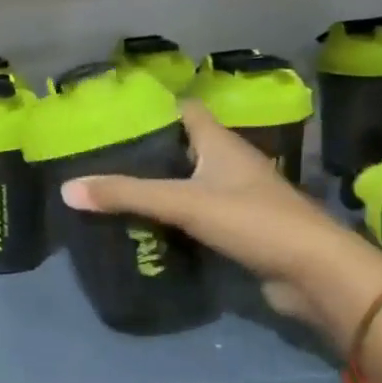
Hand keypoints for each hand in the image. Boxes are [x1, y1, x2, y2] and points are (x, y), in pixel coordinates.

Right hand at [61, 100, 381, 338]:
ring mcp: (237, 198)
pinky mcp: (239, 230)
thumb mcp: (183, 203)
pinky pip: (197, 215)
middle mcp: (230, 164)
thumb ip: (126, 195)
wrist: (314, 273)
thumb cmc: (252, 222)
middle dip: (146, 152)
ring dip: (158, 187)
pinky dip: (172, 218)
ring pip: (189, 183)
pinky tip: (144, 227)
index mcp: (221, 144)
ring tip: (113, 190)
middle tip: (102, 159)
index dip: (153, 109)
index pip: (185, 111)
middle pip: (183, 147)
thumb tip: (67, 189)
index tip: (114, 117)